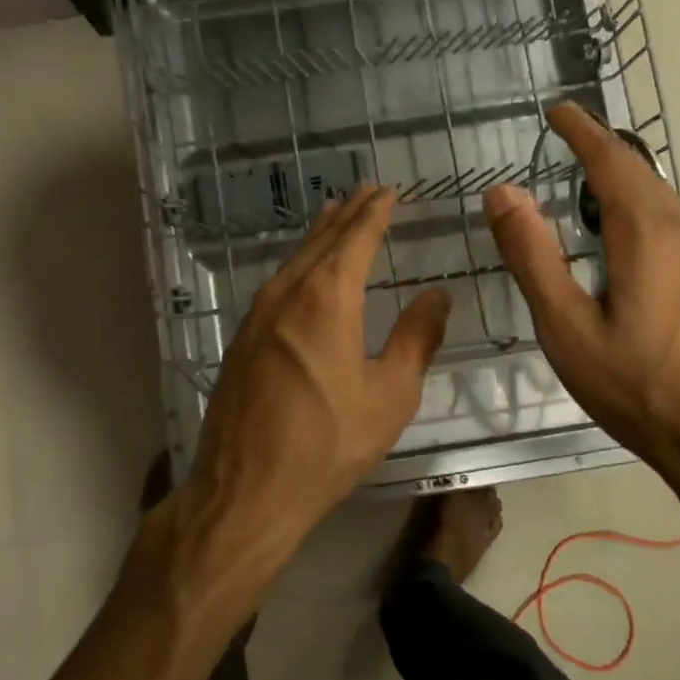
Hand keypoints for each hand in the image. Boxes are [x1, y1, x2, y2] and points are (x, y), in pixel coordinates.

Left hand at [177, 185, 451, 582]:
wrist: (246, 488)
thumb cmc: (328, 443)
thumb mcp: (389, 394)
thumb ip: (416, 338)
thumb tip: (437, 294)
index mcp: (327, 298)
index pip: (355, 238)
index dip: (373, 213)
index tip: (386, 191)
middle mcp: (287, 293)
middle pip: (321, 241)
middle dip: (347, 215)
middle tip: (366, 193)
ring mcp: (257, 315)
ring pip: (294, 260)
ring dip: (319, 236)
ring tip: (336, 218)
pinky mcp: (242, 338)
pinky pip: (277, 284)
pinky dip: (299, 264)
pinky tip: (304, 273)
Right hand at [482, 104, 679, 484]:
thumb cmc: (637, 388)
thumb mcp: (566, 327)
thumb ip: (532, 256)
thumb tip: (502, 192)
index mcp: (647, 235)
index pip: (611, 161)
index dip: (581, 131)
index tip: (558, 109)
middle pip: (640, 173)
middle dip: (602, 149)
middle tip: (566, 136)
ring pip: (658, 200)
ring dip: (621, 181)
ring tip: (584, 180)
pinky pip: (671, 226)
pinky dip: (638, 210)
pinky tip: (621, 236)